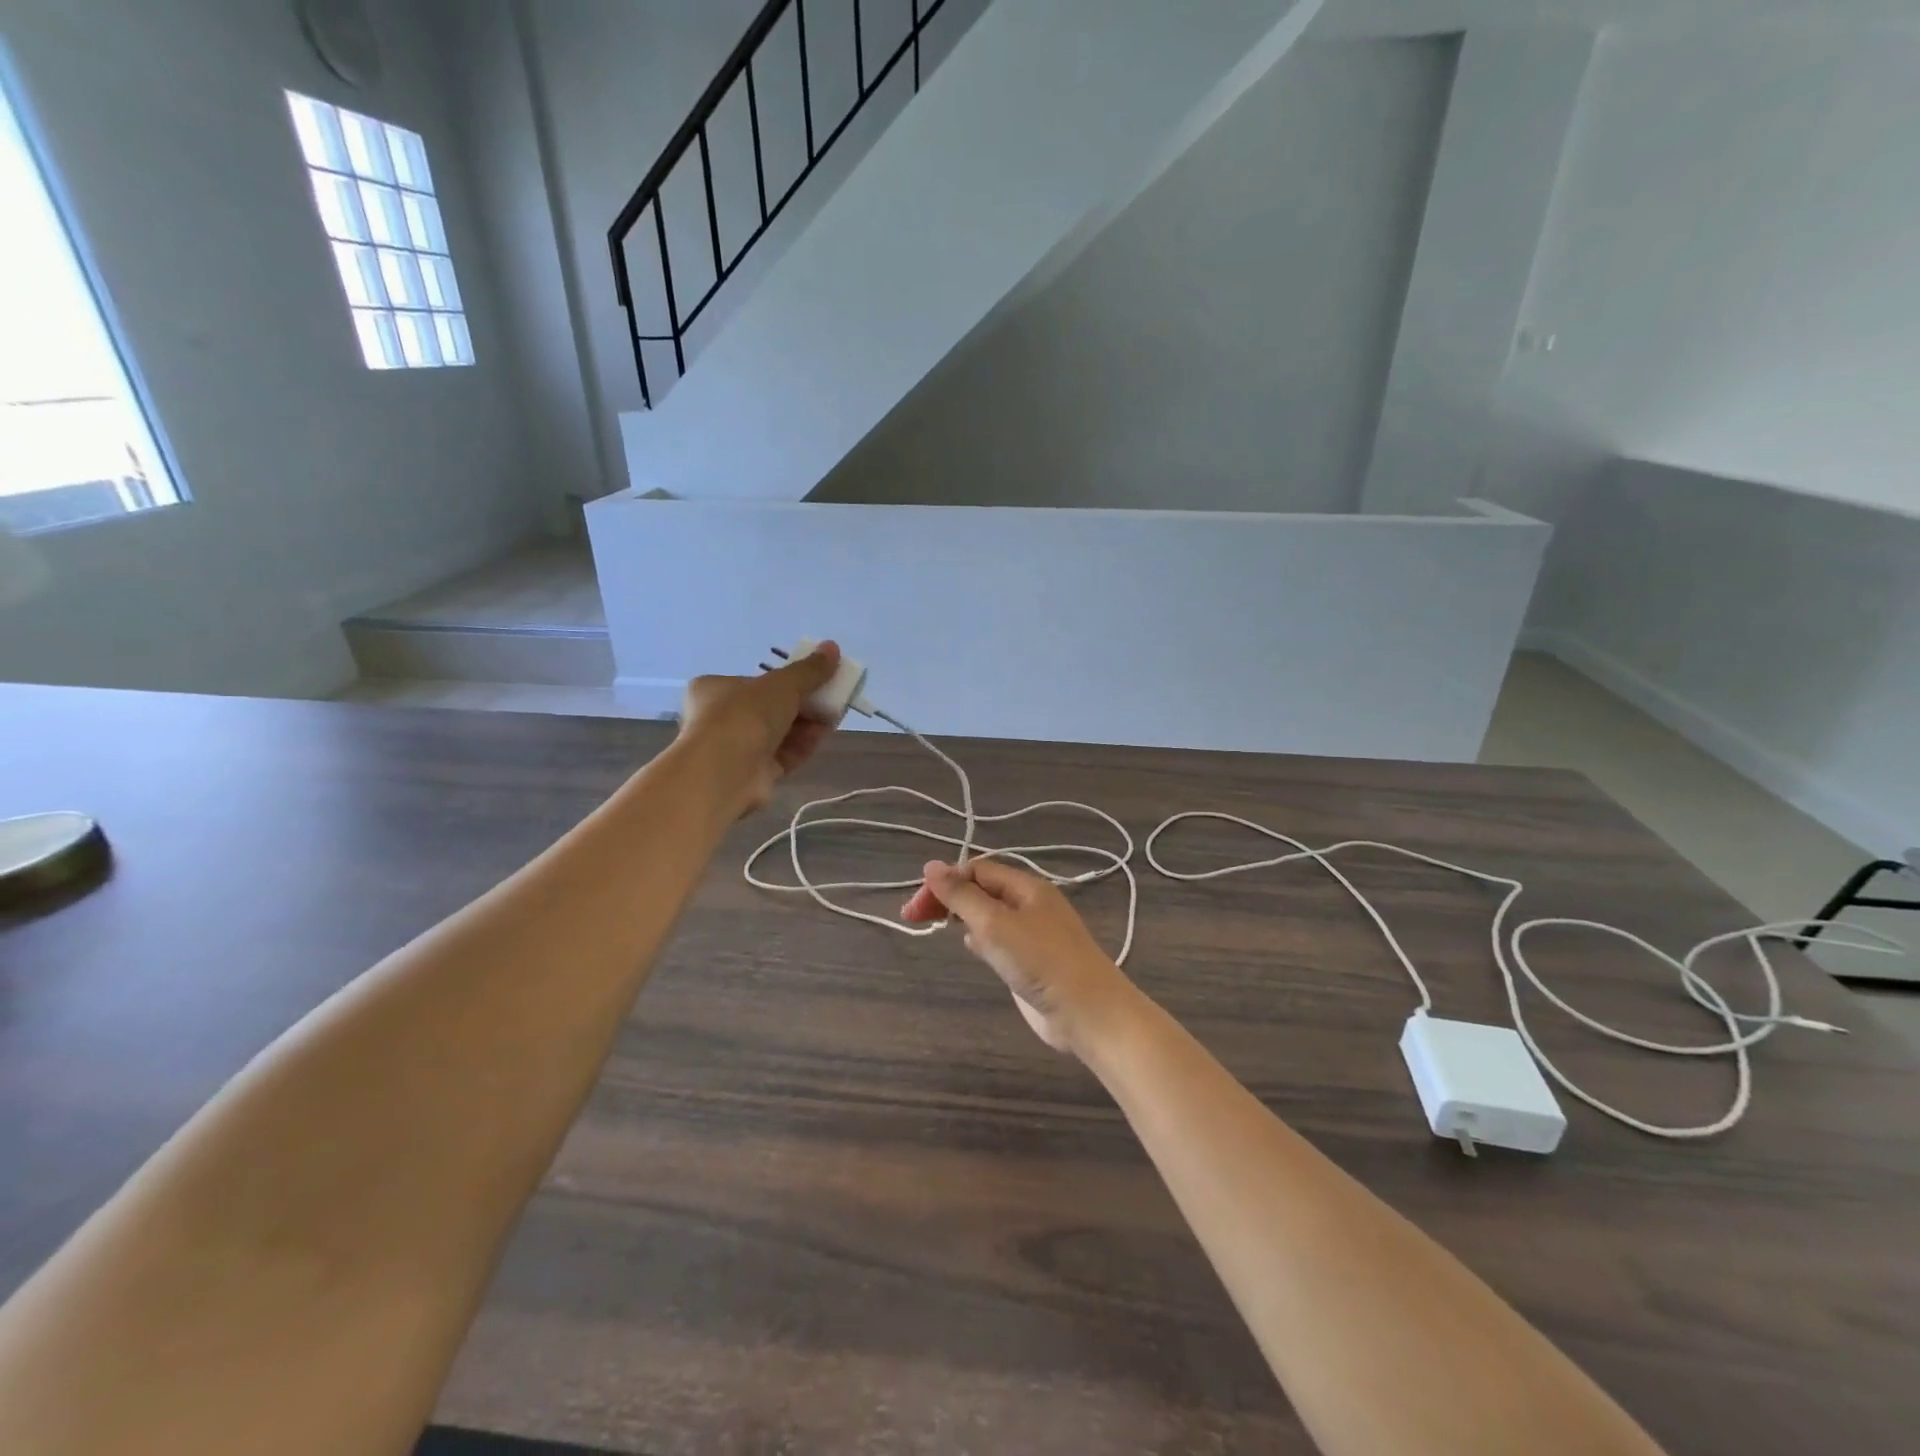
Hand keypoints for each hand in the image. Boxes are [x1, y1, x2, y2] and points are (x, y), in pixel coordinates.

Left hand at [678, 643, 840, 813]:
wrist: (725, 772)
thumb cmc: (745, 715)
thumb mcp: (782, 684)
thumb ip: (809, 670)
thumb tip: (832, 647)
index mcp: (714, 689)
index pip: (753, 682)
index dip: (786, 681)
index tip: (814, 680)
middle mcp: (719, 719)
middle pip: (770, 709)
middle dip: (803, 704)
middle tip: (830, 698)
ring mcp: (734, 750)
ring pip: (778, 734)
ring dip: (806, 725)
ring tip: (833, 717)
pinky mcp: (751, 775)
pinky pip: (781, 756)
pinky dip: (802, 746)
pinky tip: (823, 736)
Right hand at [901, 858, 1138, 1056]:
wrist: (1088, 1013)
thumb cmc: (1041, 961)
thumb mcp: (995, 924)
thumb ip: (962, 896)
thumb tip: (931, 865)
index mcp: (1026, 887)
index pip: (976, 870)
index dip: (944, 881)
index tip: (917, 905)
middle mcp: (1030, 904)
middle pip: (981, 890)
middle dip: (947, 898)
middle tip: (914, 918)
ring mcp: (1032, 934)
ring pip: (989, 914)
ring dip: (961, 915)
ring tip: (935, 925)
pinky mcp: (1032, 962)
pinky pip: (999, 939)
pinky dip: (979, 938)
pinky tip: (968, 946)